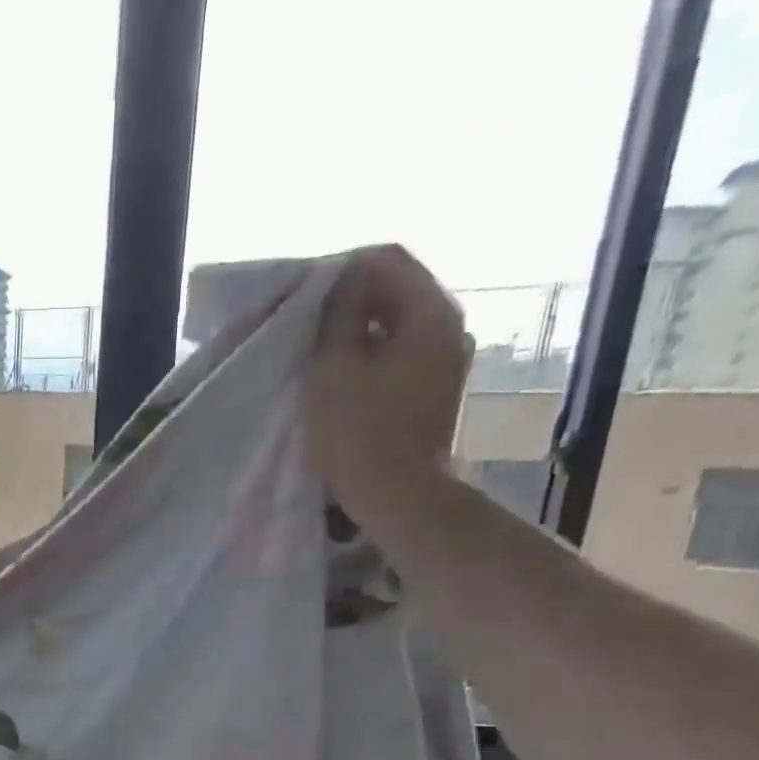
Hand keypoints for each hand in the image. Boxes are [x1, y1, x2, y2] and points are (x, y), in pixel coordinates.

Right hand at [303, 244, 471, 502]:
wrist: (398, 498)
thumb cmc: (359, 433)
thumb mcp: (333, 368)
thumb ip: (339, 315)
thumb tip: (348, 280)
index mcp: (430, 313)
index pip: (388, 261)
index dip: (344, 272)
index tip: (308, 299)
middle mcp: (450, 329)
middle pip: (397, 292)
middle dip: (353, 303)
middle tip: (309, 328)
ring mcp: (447, 362)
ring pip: (398, 327)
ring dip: (360, 334)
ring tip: (322, 356)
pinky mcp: (436, 392)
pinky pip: (402, 357)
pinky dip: (373, 359)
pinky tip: (345, 382)